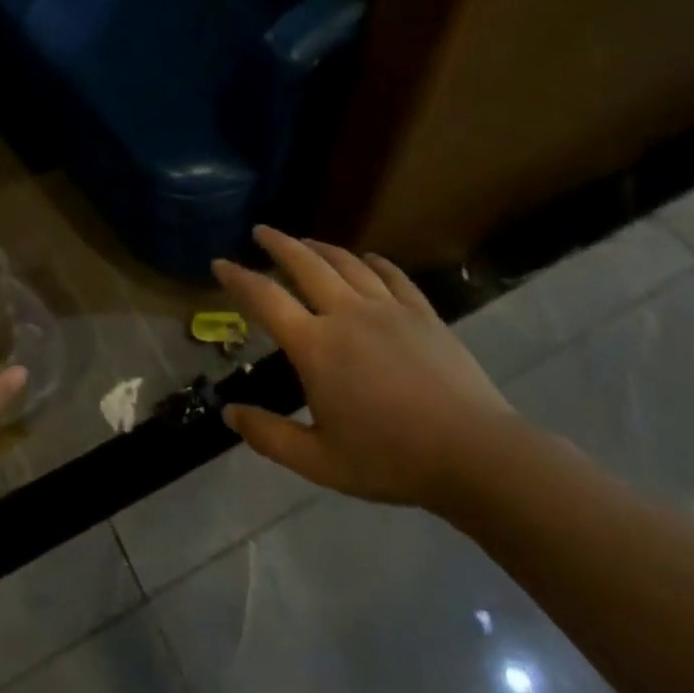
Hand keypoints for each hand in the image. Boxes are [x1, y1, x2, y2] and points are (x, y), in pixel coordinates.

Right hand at [215, 226, 517, 514]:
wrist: (473, 455)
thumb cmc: (390, 459)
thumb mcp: (319, 461)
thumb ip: (269, 436)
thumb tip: (228, 414)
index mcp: (316, 346)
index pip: (265, 299)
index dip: (238, 278)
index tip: (220, 263)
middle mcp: (346, 314)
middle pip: (305, 264)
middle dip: (278, 243)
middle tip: (261, 231)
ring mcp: (388, 309)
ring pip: (347, 263)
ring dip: (320, 247)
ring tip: (305, 241)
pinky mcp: (423, 313)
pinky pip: (393, 275)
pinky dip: (374, 261)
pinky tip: (368, 258)